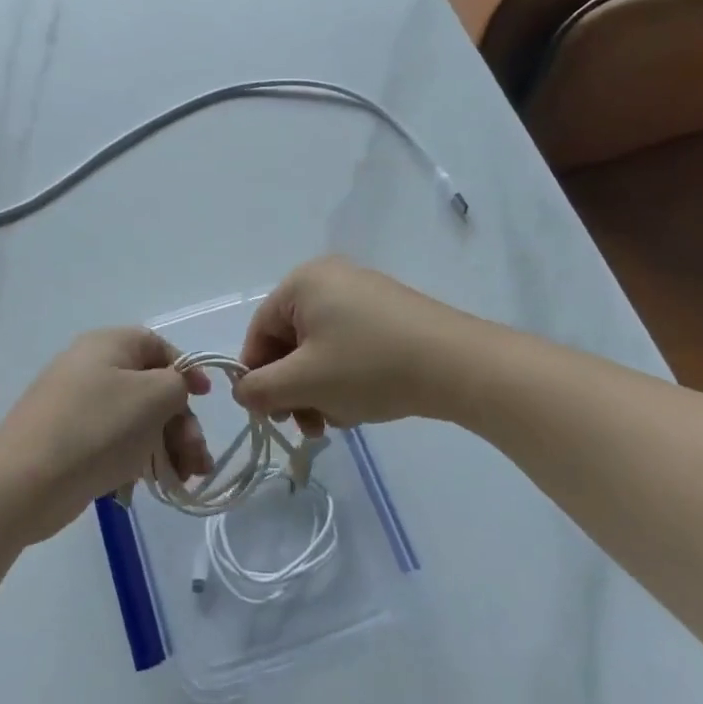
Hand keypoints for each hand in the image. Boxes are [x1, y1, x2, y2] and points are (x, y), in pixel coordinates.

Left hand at [0, 329, 211, 543]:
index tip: (206, 400)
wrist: (25, 481)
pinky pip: (114, 443)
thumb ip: (178, 383)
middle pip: (151, 388)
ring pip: (136, 421)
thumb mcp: (153, 396)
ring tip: (186, 480)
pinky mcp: (71, 442)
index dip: (186, 370)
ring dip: (167, 447)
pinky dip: (138, 460)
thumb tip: (176, 387)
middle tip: (197, 459)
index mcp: (108, 345)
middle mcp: (91, 368)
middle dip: (181, 424)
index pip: (158, 346)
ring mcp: (78, 407)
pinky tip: (154, 486)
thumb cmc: (97, 428)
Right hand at [236, 257, 467, 433]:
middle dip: (293, 388)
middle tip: (307, 425)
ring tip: (337, 420)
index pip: (260, 332)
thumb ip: (260, 389)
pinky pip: (349, 346)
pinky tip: (360, 406)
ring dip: (318, 389)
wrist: (459, 365)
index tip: (270, 415)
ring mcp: (364, 294)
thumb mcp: (304, 382)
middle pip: (291, 341)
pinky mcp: (390, 314)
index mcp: (303, 282)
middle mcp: (331, 278)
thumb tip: (243, 392)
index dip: (257, 377)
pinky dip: (345, 377)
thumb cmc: (369, 367)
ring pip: (321, 349)